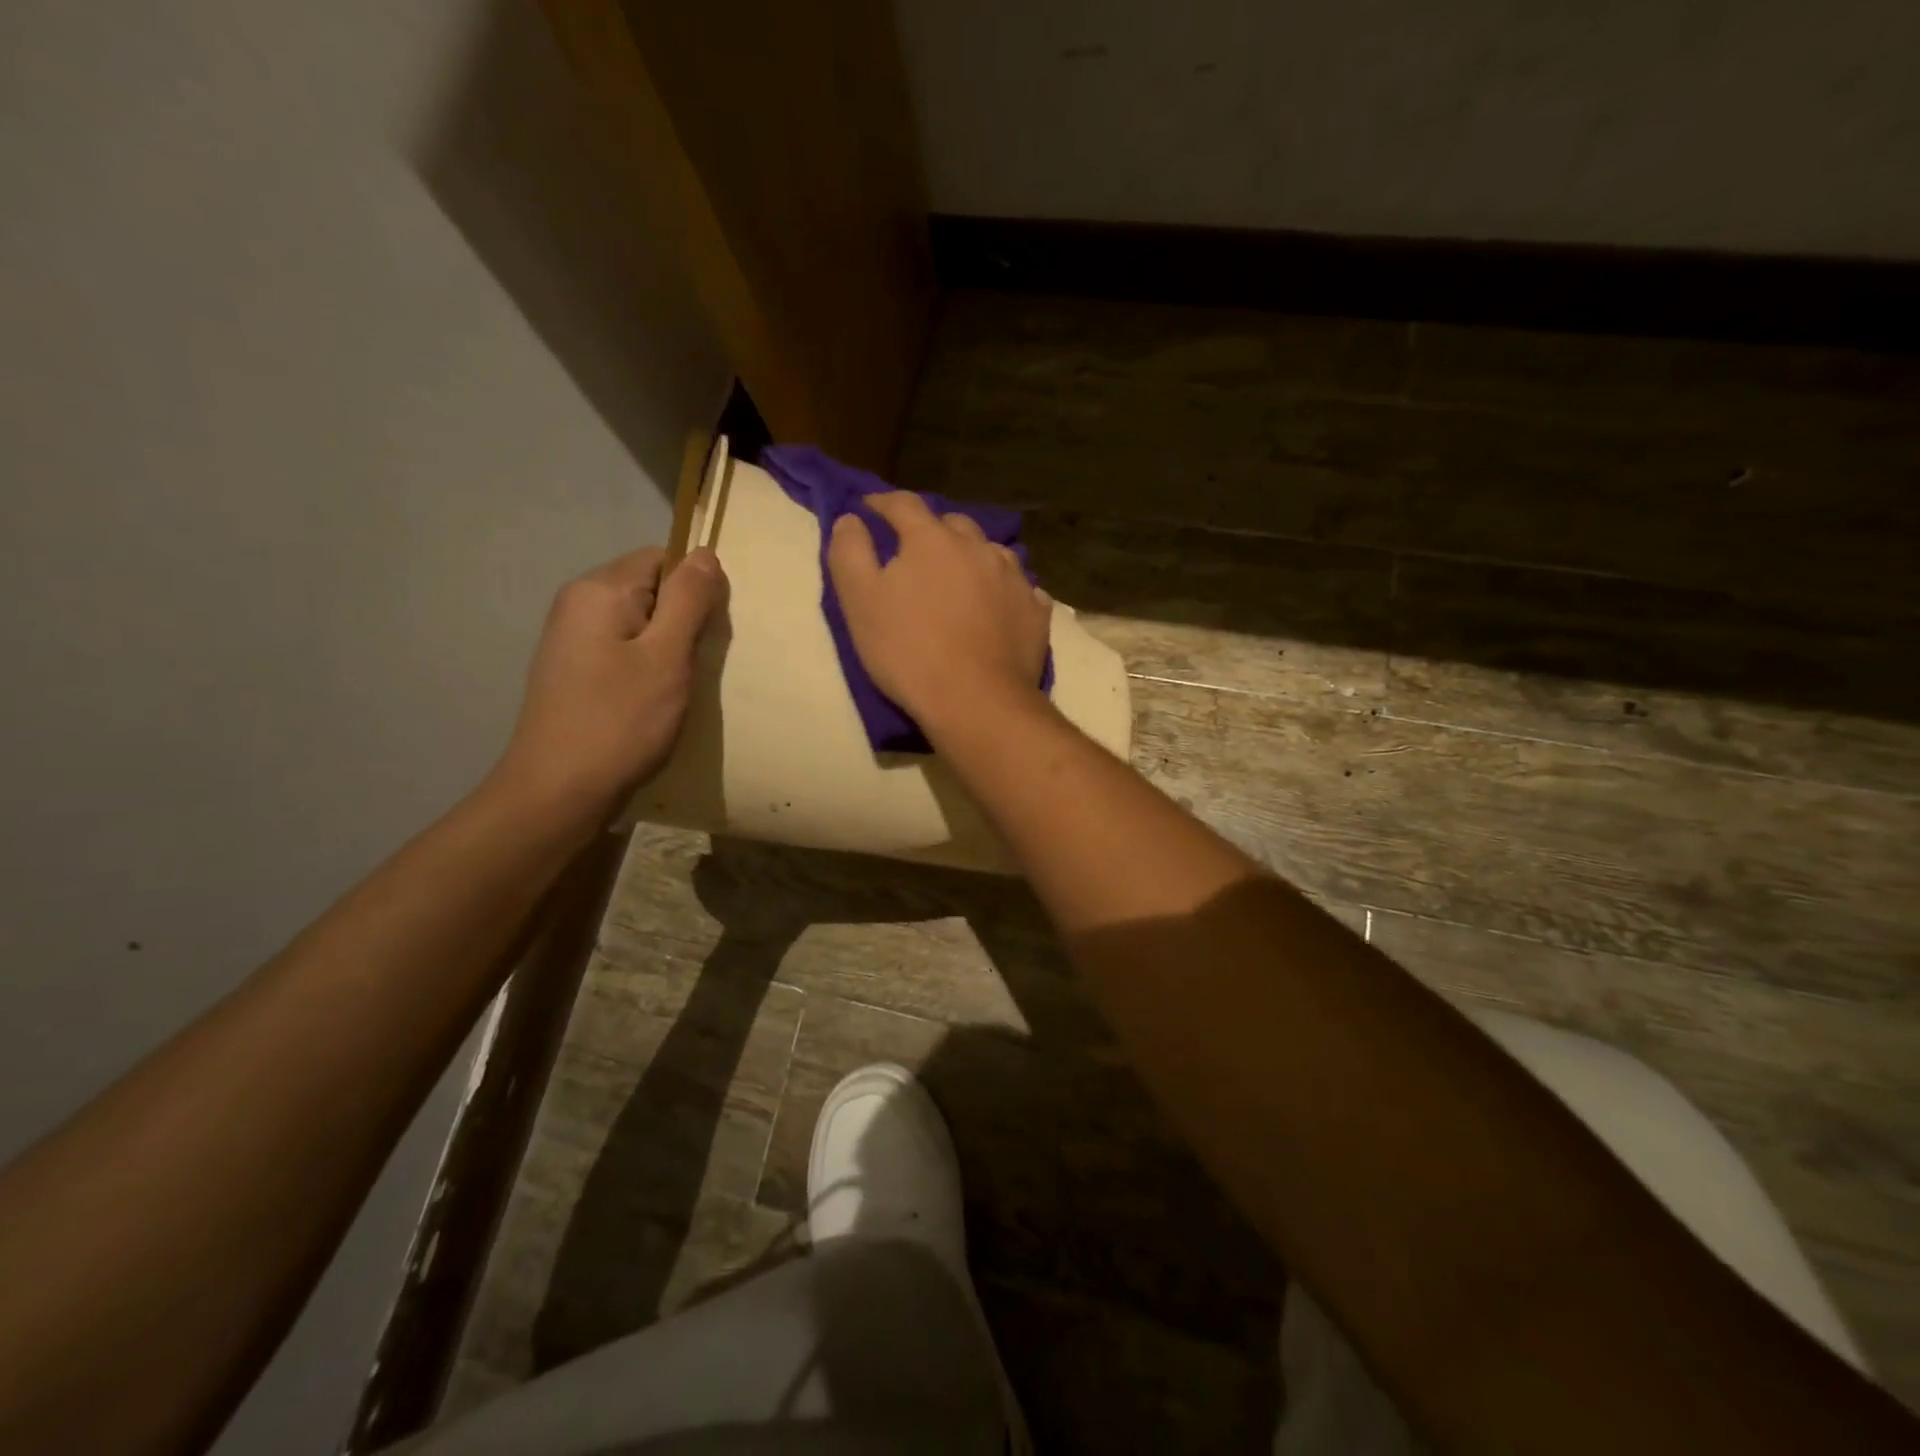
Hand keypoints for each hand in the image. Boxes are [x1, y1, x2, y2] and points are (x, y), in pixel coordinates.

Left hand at [492, 546, 725, 823]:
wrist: (557, 792)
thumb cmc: (619, 722)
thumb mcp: (666, 658)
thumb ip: (688, 601)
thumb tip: (705, 554)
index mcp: (599, 591)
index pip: (661, 558)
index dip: (694, 587)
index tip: (708, 632)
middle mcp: (578, 603)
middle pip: (649, 587)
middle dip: (682, 618)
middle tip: (695, 664)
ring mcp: (571, 638)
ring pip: (638, 621)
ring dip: (666, 646)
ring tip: (676, 685)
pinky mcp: (573, 669)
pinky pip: (622, 647)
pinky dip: (646, 664)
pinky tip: (652, 698)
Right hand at [827, 492, 1051, 731]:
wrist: (976, 701)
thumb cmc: (909, 650)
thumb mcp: (860, 601)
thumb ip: (850, 552)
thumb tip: (852, 519)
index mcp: (933, 539)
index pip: (903, 504)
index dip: (882, 504)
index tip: (868, 510)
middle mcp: (979, 547)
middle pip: (953, 525)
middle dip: (932, 531)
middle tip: (917, 553)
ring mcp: (1014, 578)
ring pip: (991, 553)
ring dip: (973, 559)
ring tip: (962, 579)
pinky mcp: (1036, 612)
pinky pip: (1021, 589)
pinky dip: (1005, 591)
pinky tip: (999, 606)